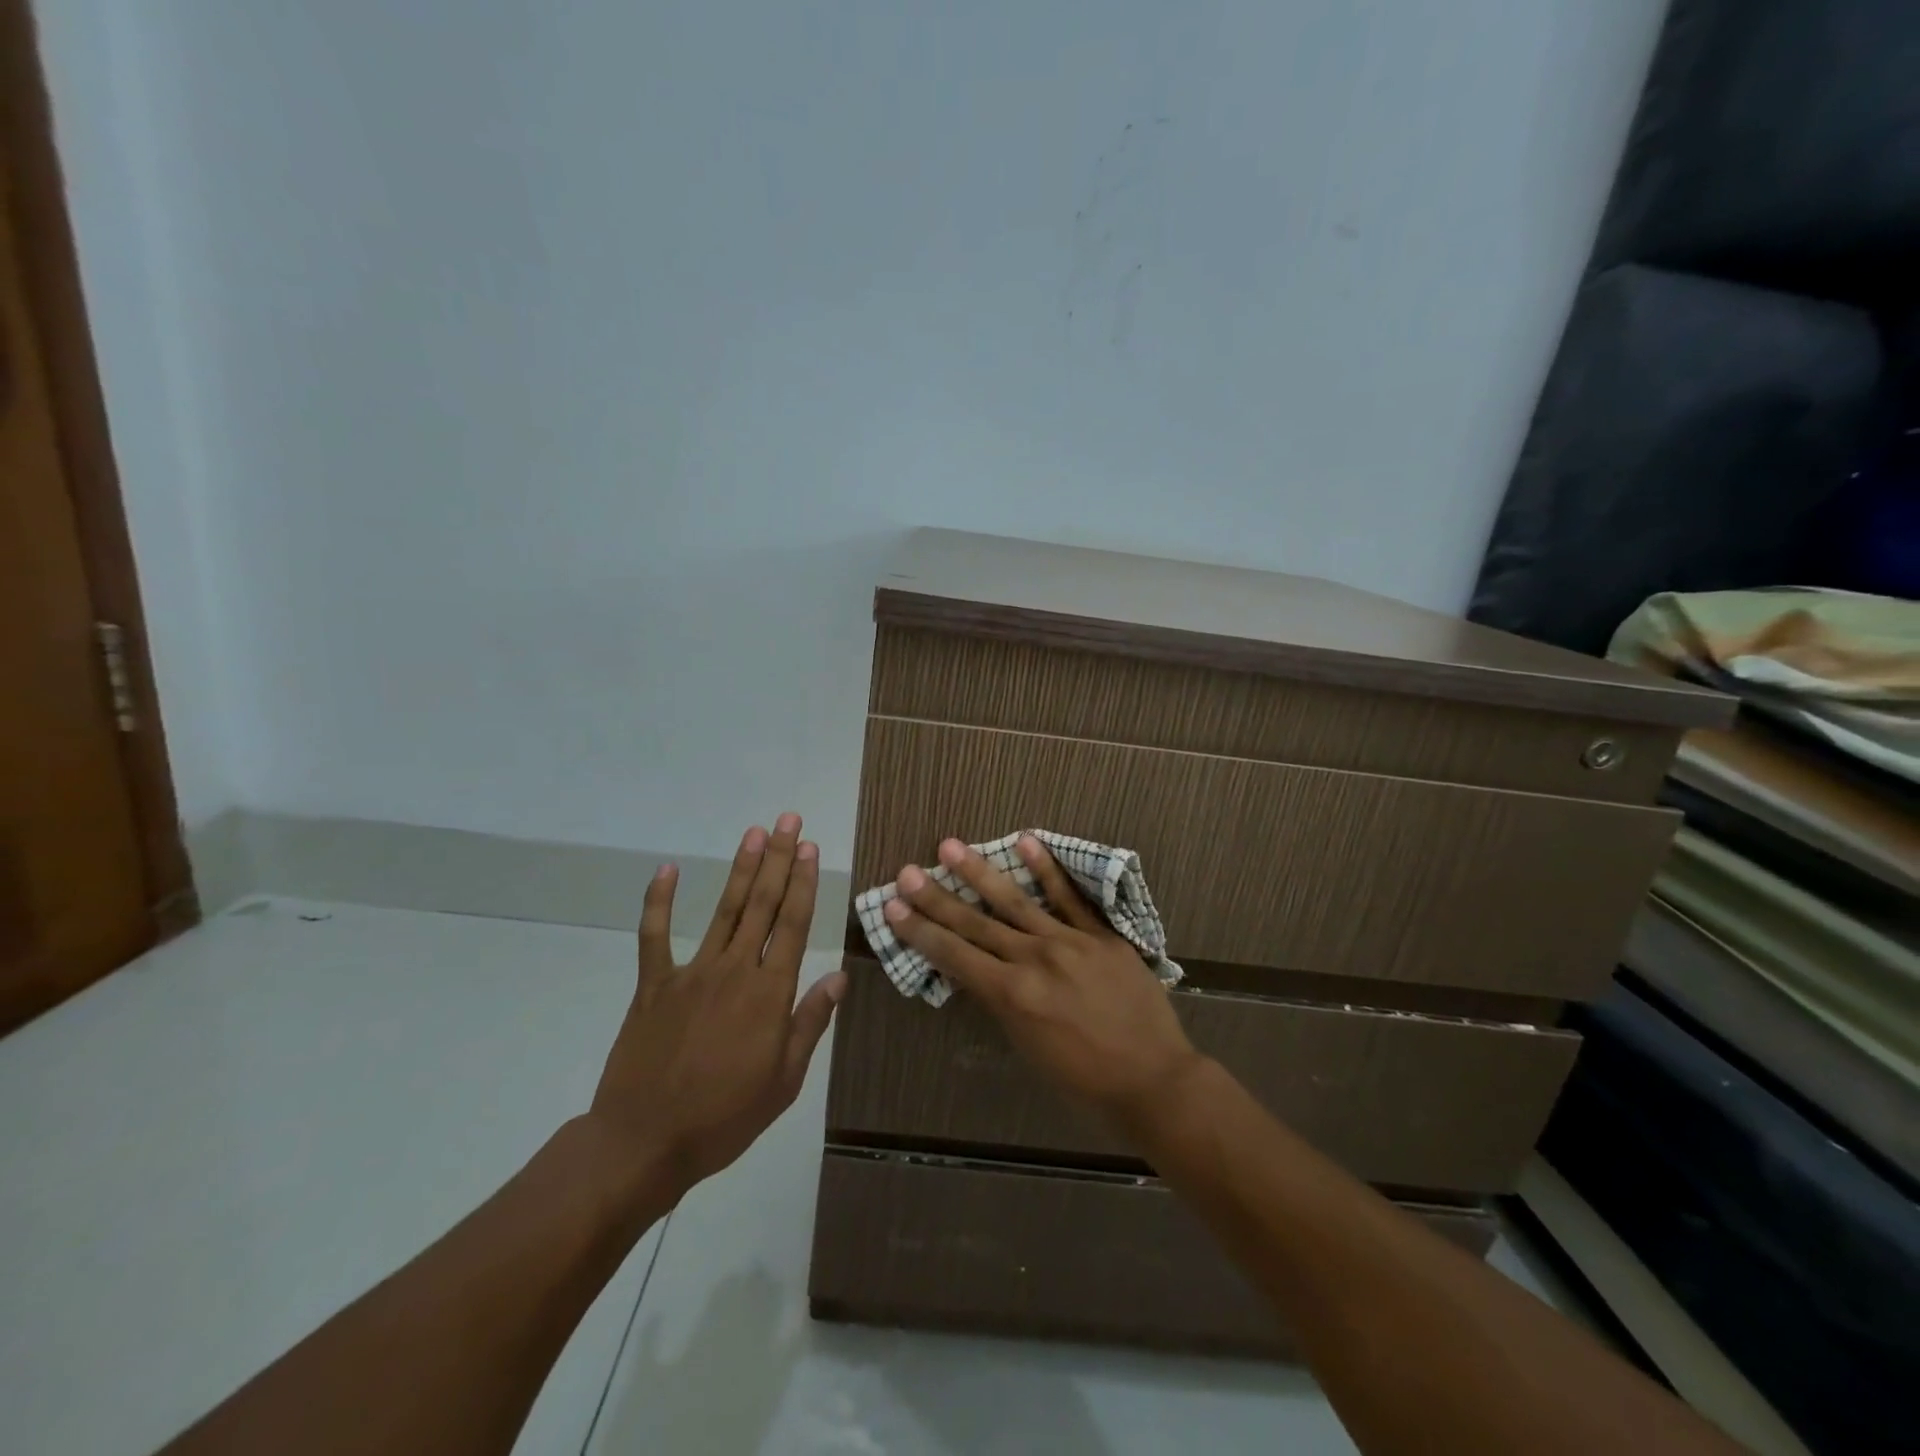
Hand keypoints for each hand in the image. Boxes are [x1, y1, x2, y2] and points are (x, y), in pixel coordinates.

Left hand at [589, 813, 845, 1198]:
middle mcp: (734, 971)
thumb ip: (810, 1022)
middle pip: (761, 905)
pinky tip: (666, 870)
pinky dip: (659, 901)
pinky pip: (654, 936)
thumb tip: (838, 975)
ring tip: (753, 833)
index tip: (809, 848)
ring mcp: (690, 973)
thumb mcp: (784, 1080)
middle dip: (777, 859)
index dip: (802, 882)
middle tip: (787, 821)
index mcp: (768, 994)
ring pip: (722, 910)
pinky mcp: (653, 985)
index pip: (792, 925)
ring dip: (739, 869)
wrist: (644, 1143)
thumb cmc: (724, 1117)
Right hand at [882, 834, 1203, 1126]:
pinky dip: (1046, 869)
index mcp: (1012, 996)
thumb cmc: (1086, 1079)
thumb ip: (1003, 1003)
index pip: (954, 956)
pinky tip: (1026, 840)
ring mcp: (1069, 942)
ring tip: (950, 845)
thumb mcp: (1029, 1048)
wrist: (1154, 1079)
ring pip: (1015, 901)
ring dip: (979, 872)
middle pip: (975, 924)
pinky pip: (1069, 897)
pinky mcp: (1100, 934)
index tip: (893, 907)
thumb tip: (979, 971)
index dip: (920, 931)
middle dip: (936, 898)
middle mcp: (1033, 961)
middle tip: (907, 872)